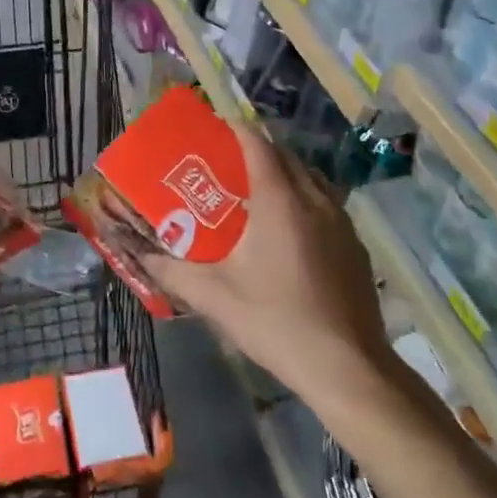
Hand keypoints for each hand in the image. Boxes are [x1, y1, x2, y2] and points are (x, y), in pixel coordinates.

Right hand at [145, 124, 393, 398]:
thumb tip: (140, 256)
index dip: (236, 129)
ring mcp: (341, 222)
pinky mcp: (356, 245)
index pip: (257, 144)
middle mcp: (314, 199)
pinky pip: (326, 204)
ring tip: (256, 192)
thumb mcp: (214, 296)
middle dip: (257, 150)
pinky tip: (290, 232)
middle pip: (285, 156)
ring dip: (284, 174)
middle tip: (227, 164)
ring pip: (309, 179)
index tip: (214, 129)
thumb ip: (173, 271)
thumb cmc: (276, 320)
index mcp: (279, 200)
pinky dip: (304, 200)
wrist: (347, 368)